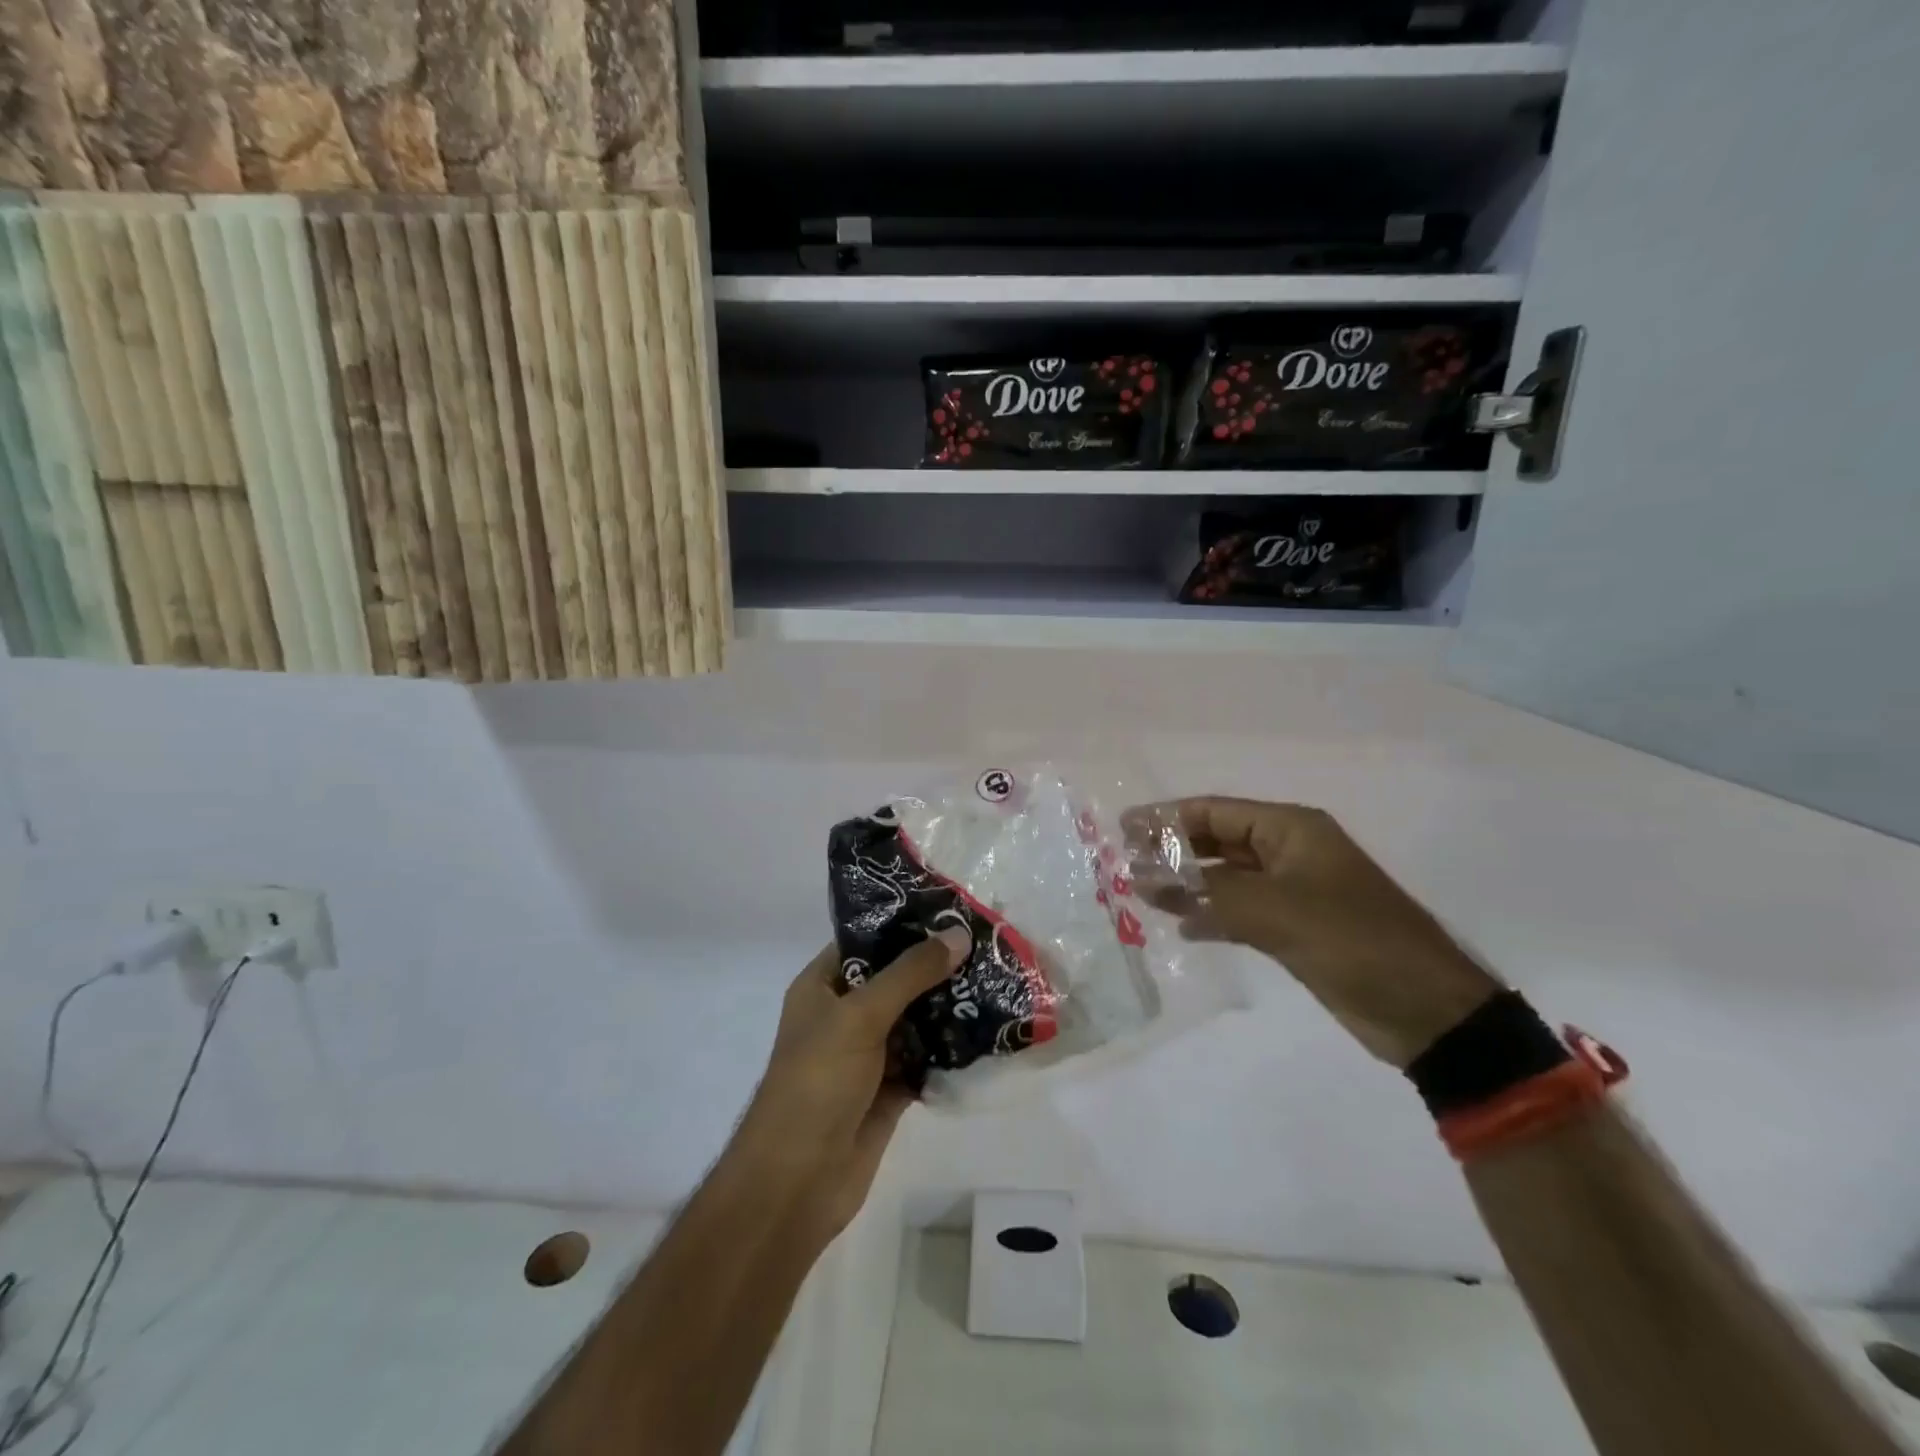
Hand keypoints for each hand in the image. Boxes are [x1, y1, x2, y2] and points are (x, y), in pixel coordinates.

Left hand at [743, 928, 968, 1237]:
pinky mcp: (890, 1090)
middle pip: (896, 979)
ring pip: (915, 1019)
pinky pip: (925, 1059)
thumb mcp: (860, 1015)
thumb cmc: (817, 1081)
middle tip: (986, 944)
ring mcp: (867, 1054)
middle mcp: (844, 1014)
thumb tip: (957, 935)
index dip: (905, 923)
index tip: (953, 909)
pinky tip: (989, 1032)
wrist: (797, 1183)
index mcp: (822, 986)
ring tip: (997, 980)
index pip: (866, 940)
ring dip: (949, 1006)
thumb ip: (910, 973)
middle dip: (937, 965)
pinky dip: (950, 1050)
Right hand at [1131, 798, 1498, 1067]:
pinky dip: (1212, 915)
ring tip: (1143, 895)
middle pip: (1218, 841)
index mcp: (1291, 830)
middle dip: (1174, 851)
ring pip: (1227, 878)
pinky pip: (1242, 910)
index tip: (1123, 828)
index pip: (1215, 812)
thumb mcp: (1274, 910)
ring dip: (1188, 885)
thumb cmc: (1352, 941)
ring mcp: (1294, 891)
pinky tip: (1185, 928)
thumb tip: (1145, 881)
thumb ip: (1206, 893)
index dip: (1167, 818)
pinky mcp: (1296, 927)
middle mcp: (1290, 851)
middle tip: (1126, 865)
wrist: (1426, 1010)